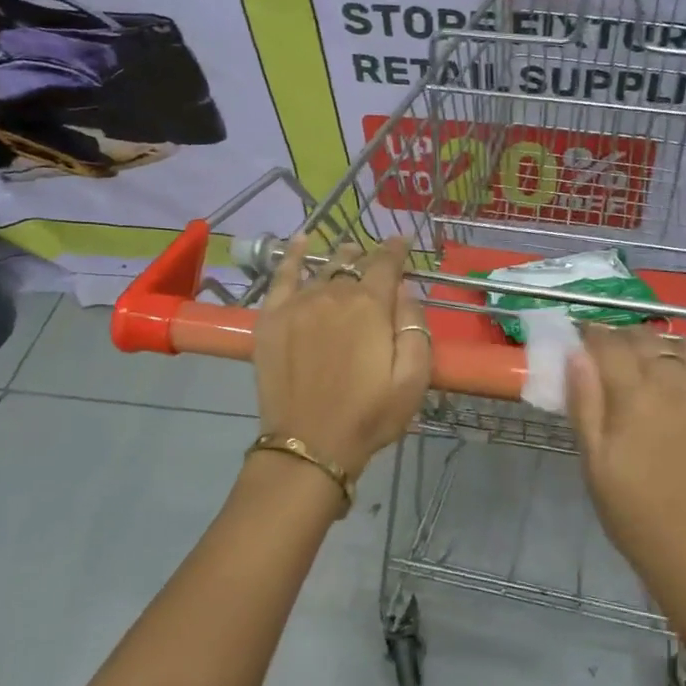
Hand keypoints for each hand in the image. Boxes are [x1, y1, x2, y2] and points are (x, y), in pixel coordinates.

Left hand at [254, 234, 430, 487]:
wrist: (310, 445)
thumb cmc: (370, 416)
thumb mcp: (413, 378)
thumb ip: (414, 326)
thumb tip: (404, 290)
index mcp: (370, 306)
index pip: (386, 264)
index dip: (397, 249)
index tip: (404, 241)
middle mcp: (333, 294)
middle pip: (353, 264)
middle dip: (369, 259)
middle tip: (377, 264)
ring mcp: (298, 304)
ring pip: (323, 268)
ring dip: (340, 260)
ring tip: (348, 255)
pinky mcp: (271, 319)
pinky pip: (282, 275)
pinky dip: (292, 255)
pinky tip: (301, 240)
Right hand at [567, 328, 685, 609]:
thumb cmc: (639, 519)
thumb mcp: (596, 467)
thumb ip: (585, 406)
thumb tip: (576, 354)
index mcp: (635, 397)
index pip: (609, 344)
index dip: (595, 336)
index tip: (588, 341)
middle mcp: (678, 384)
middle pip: (649, 340)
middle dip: (628, 340)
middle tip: (620, 358)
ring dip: (673, 348)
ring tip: (666, 366)